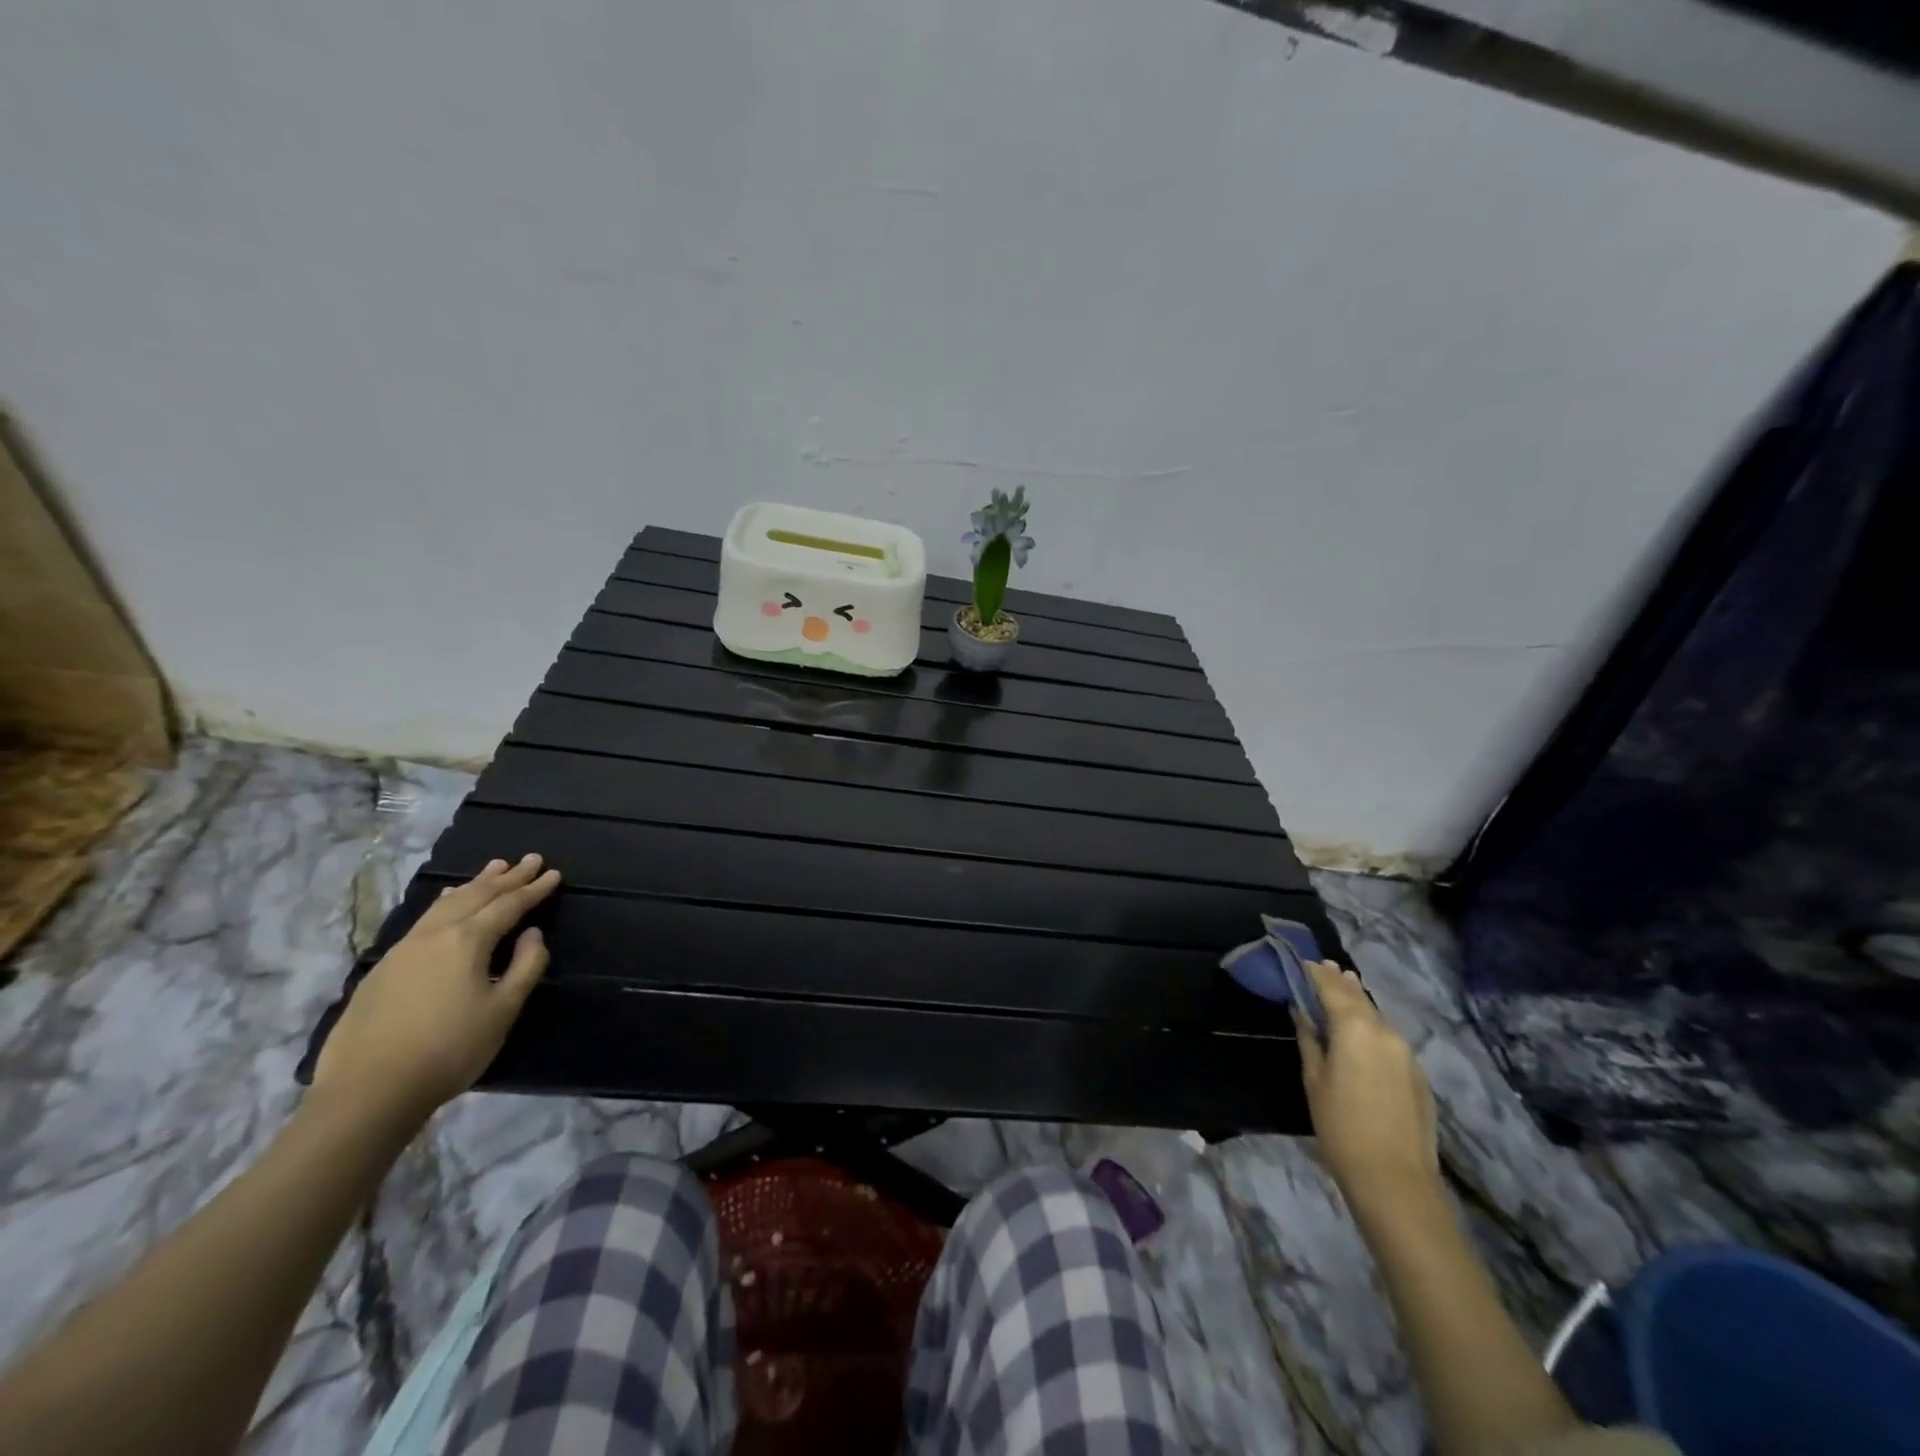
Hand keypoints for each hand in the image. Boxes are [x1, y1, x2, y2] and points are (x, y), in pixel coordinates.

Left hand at [311, 854, 561, 1126]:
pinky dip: (446, 902)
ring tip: (493, 868)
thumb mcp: (503, 1010)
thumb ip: (525, 966)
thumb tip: (532, 934)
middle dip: (507, 877)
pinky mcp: (383, 969)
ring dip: (474, 884)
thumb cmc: (449, 1049)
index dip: (534, 889)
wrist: (368, 1091)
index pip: (508, 905)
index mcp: (467, 941)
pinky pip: (424, 919)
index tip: (554, 873)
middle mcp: (434, 934)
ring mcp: (403, 950)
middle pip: (476, 896)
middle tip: (530, 859)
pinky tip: (446, 902)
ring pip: (446, 904)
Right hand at [1294, 959, 1439, 1214]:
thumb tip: (1301, 1010)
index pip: (1332, 987)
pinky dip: (1372, 1026)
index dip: (1315, 973)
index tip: (1302, 962)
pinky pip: (1389, 1038)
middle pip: (1359, 997)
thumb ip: (1309, 1038)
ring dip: (1358, 1002)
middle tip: (1322, 968)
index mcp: (1356, 1028)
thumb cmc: (1341, 1126)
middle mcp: (1385, 1031)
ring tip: (1342, 991)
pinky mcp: (1417, 1074)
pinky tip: (1362, 1034)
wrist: (1395, 1180)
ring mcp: (1407, 1053)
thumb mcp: (1314, 1078)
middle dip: (1339, 982)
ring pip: (1377, 1016)